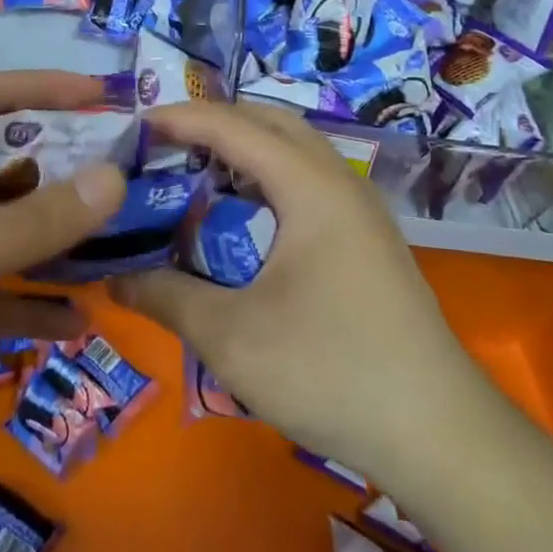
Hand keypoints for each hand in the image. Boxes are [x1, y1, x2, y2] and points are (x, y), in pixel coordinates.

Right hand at [112, 103, 483, 478]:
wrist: (438, 433)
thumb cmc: (329, 371)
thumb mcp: (230, 337)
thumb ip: (167, 298)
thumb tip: (115, 281)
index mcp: (310, 187)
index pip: (235, 127)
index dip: (183, 118)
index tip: (136, 123)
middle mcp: (340, 182)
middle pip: (272, 123)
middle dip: (217, 123)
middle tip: (166, 145)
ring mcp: (361, 210)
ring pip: (296, 151)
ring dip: (247, 150)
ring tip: (199, 175)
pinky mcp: (369, 240)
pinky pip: (310, 182)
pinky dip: (269, 180)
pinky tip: (245, 220)